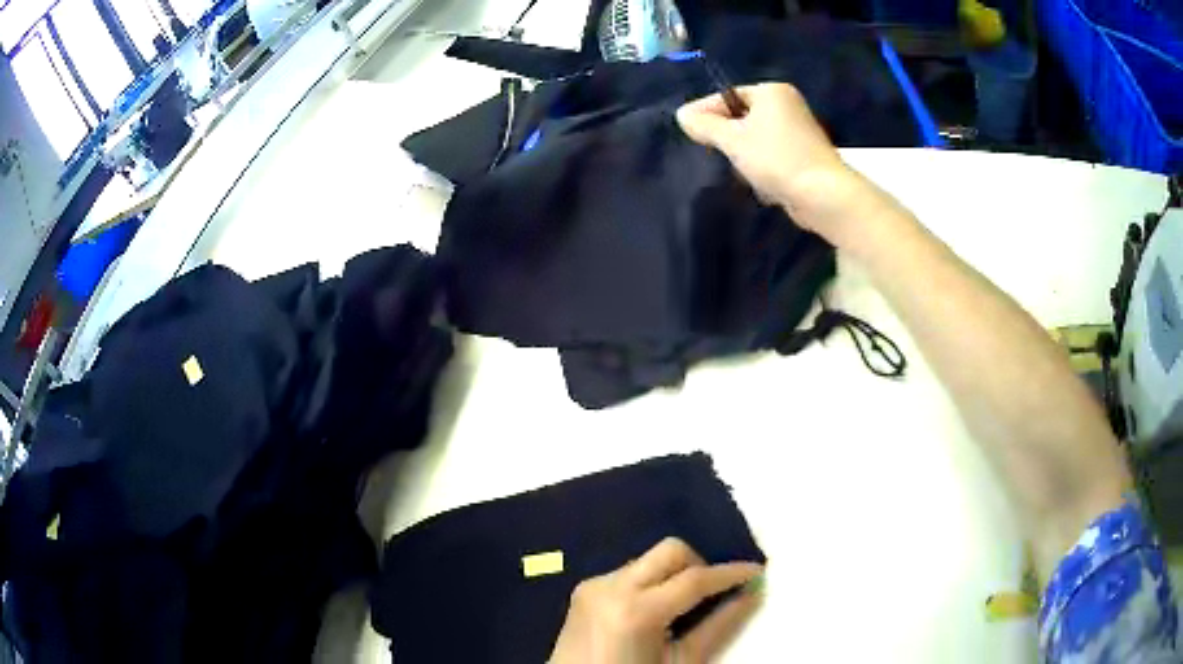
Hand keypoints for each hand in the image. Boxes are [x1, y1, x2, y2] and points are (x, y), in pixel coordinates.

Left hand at [549, 538, 763, 663]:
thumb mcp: (682, 662)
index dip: (731, 573)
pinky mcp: (583, 590)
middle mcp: (611, 587)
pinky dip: (649, 583)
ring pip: (648, 559)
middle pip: (670, 550)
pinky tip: (650, 611)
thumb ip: (718, 626)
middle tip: (712, 593)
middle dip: (699, 565)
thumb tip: (751, 594)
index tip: (757, 571)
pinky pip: (627, 572)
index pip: (695, 579)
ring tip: (680, 607)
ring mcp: (593, 585)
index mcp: (637, 611)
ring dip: (672, 574)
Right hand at [676, 83, 879, 243]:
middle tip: (715, 153)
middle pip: (742, 118)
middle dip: (728, 138)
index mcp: (772, 92)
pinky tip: (761, 183)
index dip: (706, 112)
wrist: (823, 194)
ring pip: (756, 140)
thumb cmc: (776, 158)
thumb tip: (682, 115)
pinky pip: (772, 156)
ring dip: (745, 156)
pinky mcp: (804, 156)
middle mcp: (788, 105)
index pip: (728, 96)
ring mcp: (799, 131)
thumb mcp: (732, 139)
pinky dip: (763, 168)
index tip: (687, 131)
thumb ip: (705, 125)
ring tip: (741, 172)